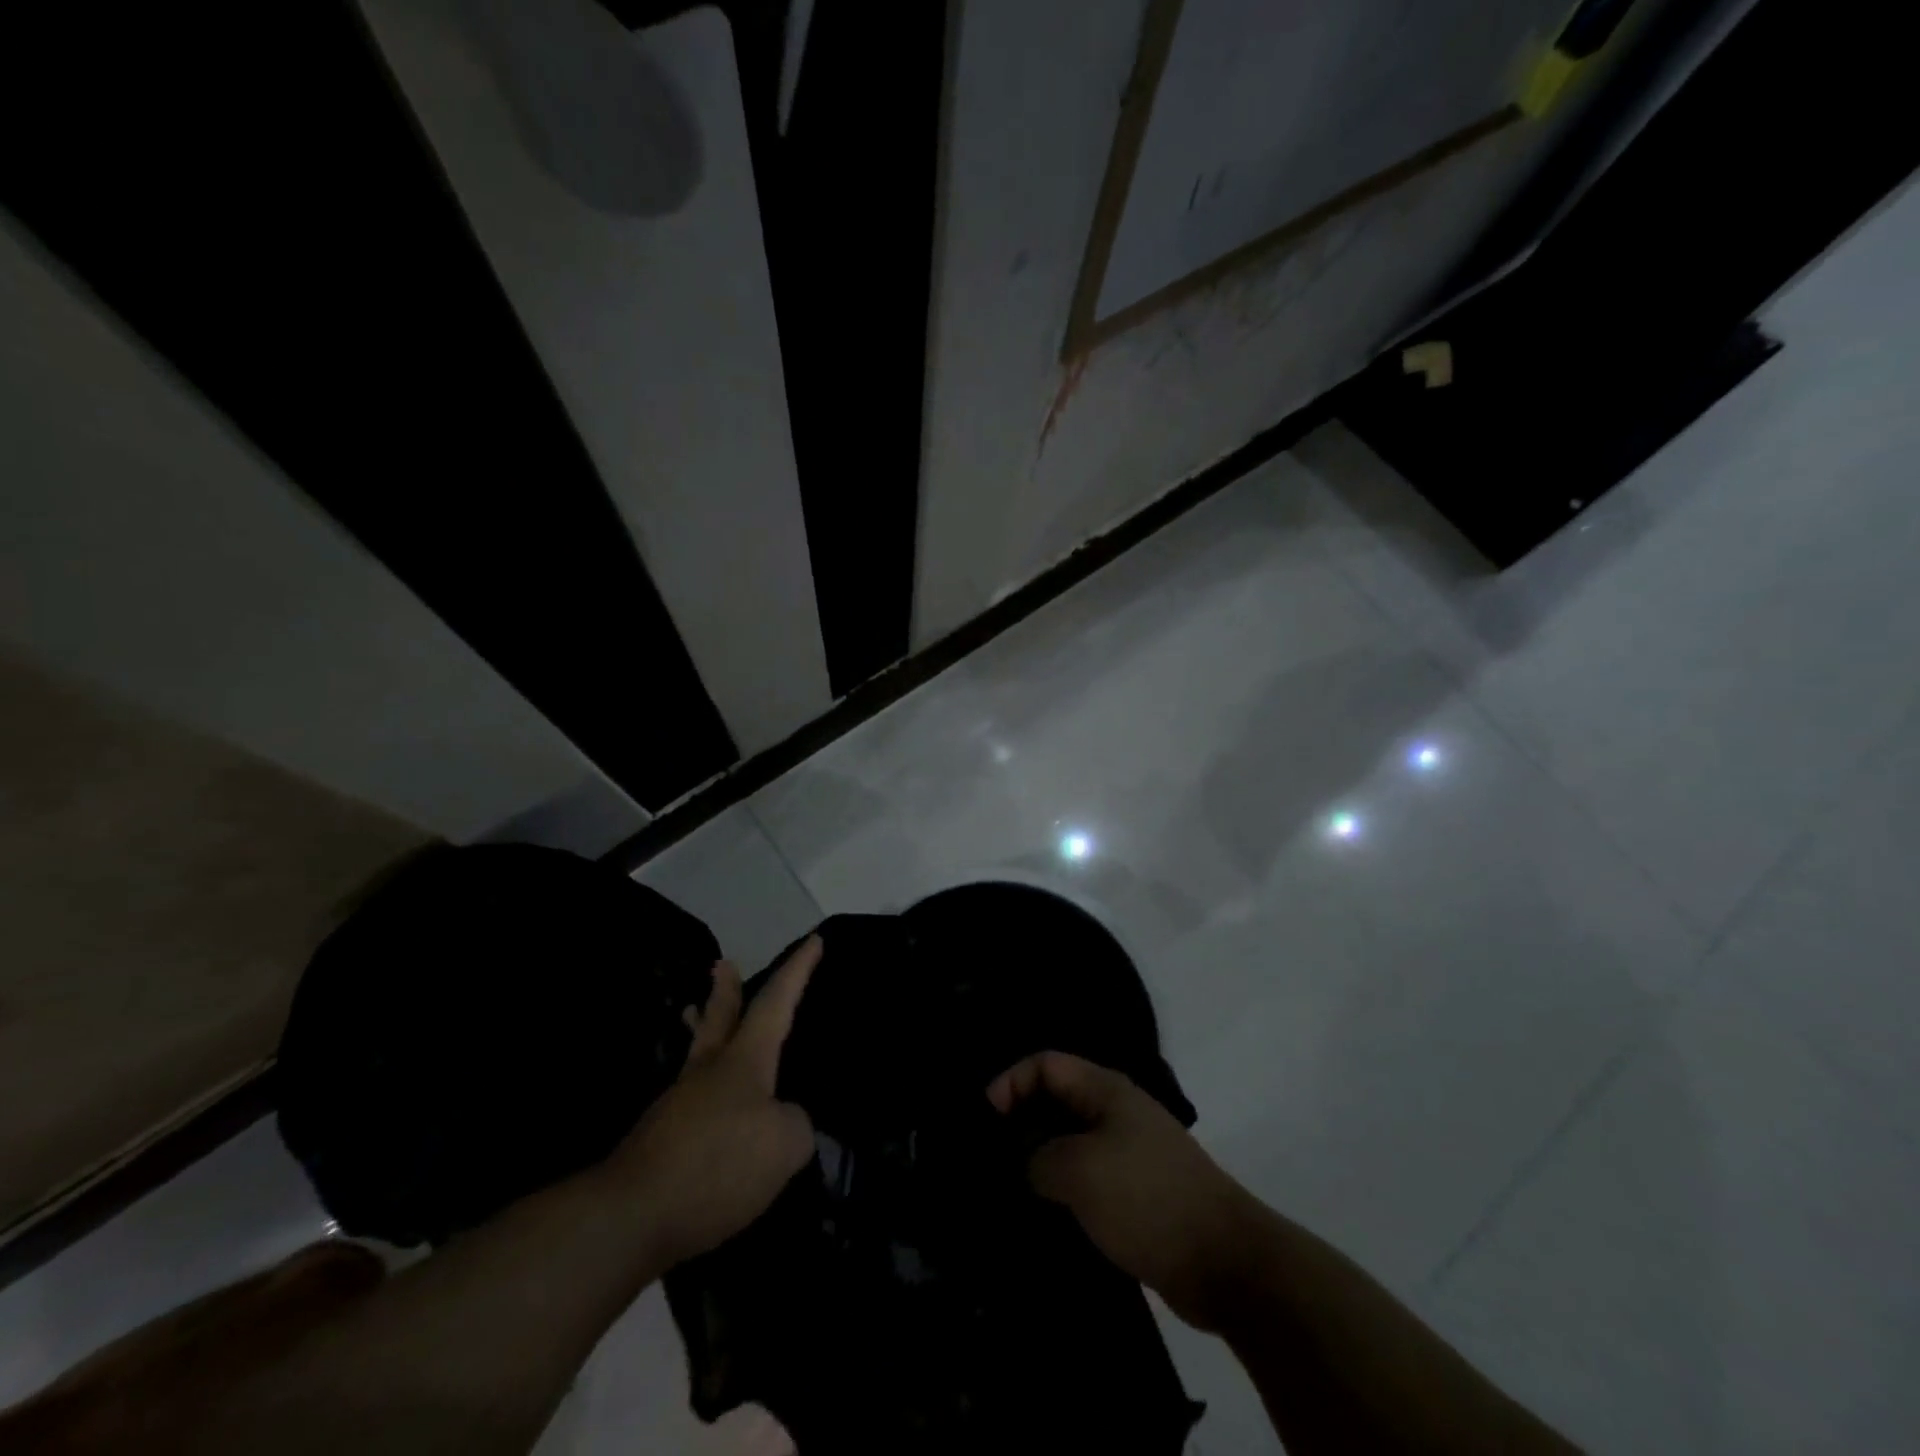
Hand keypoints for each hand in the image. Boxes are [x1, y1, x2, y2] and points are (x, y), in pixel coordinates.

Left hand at [611, 936, 819, 1268]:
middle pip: (720, 1019)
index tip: (813, 940)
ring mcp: (679, 1105)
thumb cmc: (719, 1163)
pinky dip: (702, 1090)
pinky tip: (709, 1109)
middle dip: (726, 991)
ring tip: (696, 1014)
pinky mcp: (660, 1142)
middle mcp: (709, 1071)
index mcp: (744, 1060)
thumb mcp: (785, 1144)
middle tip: (722, 964)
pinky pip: (690, 1101)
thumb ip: (796, 1125)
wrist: (634, 1215)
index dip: (798, 971)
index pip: (776, 1003)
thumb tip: (785, 1123)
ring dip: (702, 1030)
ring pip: (698, 1055)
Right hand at [987, 1050, 1268, 1331]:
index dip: (1010, 1082)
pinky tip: (1043, 1215)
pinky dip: (1063, 1189)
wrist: (1225, 1261)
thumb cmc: (1147, 1198)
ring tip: (1009, 1189)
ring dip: (1040, 1160)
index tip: (985, 1122)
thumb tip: (1028, 1165)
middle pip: (1056, 1099)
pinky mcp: (1135, 1192)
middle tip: (990, 1158)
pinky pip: (1087, 1177)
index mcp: (1105, 1090)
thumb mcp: (1080, 1171)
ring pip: (1070, 1141)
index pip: (1045, 1064)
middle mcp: (1116, 1112)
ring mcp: (1128, 1152)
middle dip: (1021, 1122)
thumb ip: (1039, 1158)